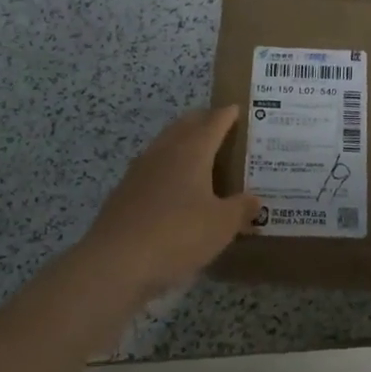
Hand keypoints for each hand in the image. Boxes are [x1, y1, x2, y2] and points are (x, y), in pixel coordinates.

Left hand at [80, 107, 260, 298]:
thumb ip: (242, 209)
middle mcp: (164, 152)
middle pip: (185, 125)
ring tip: (201, 155)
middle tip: (222, 127)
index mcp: (192, 151)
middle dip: (204, 121)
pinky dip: (168, 168)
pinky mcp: (125, 192)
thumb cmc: (178, 234)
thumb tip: (255, 200)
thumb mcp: (222, 225)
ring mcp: (139, 171)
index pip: (213, 122)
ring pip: (166, 144)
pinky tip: (175, 188)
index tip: (238, 109)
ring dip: (183, 143)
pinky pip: (153, 168)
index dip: (227, 115)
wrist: (116, 262)